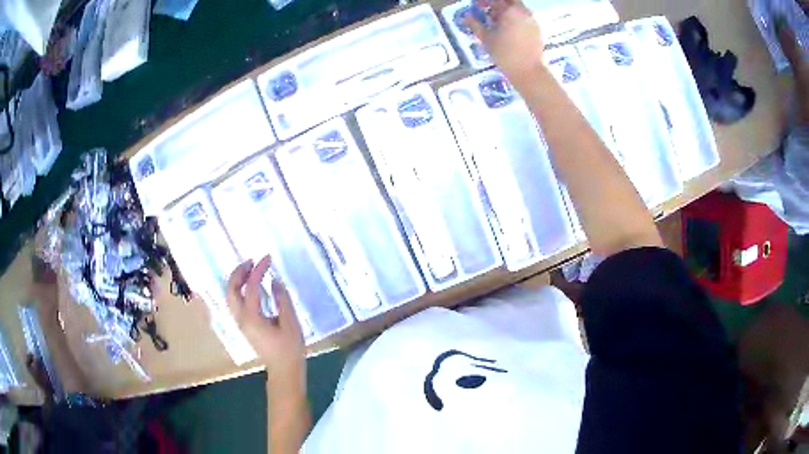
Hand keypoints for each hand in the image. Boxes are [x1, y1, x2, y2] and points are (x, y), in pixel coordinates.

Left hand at [227, 256, 305, 387]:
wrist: (284, 370)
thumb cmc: (289, 349)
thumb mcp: (290, 323)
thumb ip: (282, 300)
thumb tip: (275, 281)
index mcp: (252, 317)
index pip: (251, 287)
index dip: (259, 270)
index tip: (268, 258)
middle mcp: (241, 318)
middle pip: (231, 289)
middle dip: (239, 272)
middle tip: (252, 261)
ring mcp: (240, 322)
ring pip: (231, 295)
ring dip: (238, 280)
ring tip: (251, 270)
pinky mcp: (244, 325)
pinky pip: (236, 301)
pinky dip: (240, 289)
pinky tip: (251, 286)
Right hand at [466, 0, 545, 86]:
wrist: (528, 71)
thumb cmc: (504, 54)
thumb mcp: (486, 39)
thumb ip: (475, 25)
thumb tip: (466, 17)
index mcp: (510, 11)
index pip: (496, 1)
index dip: (485, 2)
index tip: (478, 6)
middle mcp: (523, 12)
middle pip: (510, 2)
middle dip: (499, 5)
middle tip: (489, 12)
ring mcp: (532, 21)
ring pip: (518, 9)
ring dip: (507, 12)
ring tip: (498, 22)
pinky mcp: (537, 30)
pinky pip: (525, 18)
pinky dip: (516, 19)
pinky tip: (508, 30)